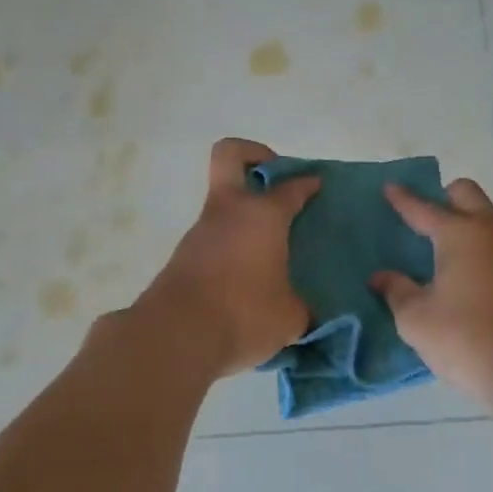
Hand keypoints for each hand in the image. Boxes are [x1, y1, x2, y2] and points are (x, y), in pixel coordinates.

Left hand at [133, 138, 320, 378]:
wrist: (175, 336)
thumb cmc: (243, 314)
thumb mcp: (289, 317)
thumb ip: (301, 307)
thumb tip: (304, 311)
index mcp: (263, 215)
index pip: (291, 187)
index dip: (307, 183)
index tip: (317, 185)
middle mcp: (230, 212)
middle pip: (231, 155)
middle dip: (255, 154)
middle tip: (275, 181)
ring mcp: (201, 231)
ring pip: (223, 202)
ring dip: (244, 213)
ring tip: (269, 247)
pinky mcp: (184, 256)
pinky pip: (214, 237)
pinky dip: (232, 244)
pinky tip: (247, 276)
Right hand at [371, 179, 492, 404]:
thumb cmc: (466, 338)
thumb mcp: (416, 319)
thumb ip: (396, 291)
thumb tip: (381, 277)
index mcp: (460, 234)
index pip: (424, 208)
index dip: (403, 198)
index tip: (389, 186)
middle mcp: (489, 233)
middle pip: (466, 194)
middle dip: (442, 196)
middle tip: (420, 217)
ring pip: (484, 219)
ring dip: (462, 222)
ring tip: (435, 246)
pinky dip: (474, 246)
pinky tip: (458, 273)